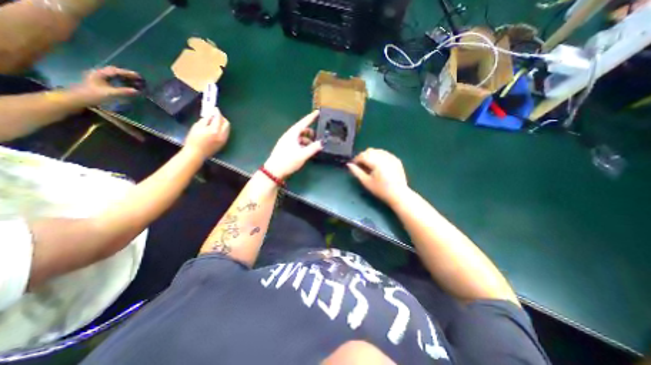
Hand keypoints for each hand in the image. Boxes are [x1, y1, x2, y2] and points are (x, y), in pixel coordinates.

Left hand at [69, 65, 140, 105]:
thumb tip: (137, 91)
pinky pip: (111, 77)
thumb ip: (123, 91)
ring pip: (112, 74)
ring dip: (123, 76)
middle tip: (137, 78)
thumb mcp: (109, 93)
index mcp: (99, 73)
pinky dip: (119, 79)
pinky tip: (124, 83)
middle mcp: (98, 72)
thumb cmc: (93, 95)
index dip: (128, 73)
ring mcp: (97, 76)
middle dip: (126, 74)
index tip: (139, 76)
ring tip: (133, 80)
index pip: (116, 71)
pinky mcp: (98, 81)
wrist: (78, 98)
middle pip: (114, 70)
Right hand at [183, 111, 231, 157]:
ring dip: (223, 123)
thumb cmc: (194, 139)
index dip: (217, 112)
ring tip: (215, 121)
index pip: (218, 118)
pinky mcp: (223, 142)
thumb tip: (211, 114)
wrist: (197, 153)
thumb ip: (206, 120)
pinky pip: (226, 133)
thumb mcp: (197, 127)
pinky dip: (223, 128)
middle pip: (226, 123)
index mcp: (215, 130)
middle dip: (222, 117)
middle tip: (215, 115)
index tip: (214, 108)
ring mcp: (224, 139)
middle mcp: (222, 134)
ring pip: (227, 128)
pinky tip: (216, 128)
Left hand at [264, 109, 322, 178]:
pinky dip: (302, 145)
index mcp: (292, 134)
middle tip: (317, 136)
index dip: (311, 117)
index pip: (303, 122)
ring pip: (299, 137)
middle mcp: (289, 136)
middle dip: (310, 132)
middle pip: (301, 130)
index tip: (318, 112)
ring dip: (307, 140)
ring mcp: (286, 142)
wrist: (274, 171)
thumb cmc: (288, 161)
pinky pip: (296, 143)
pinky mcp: (285, 148)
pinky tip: (306, 151)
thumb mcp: (302, 155)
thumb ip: (313, 148)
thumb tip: (322, 142)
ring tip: (313, 147)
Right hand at [349, 148, 408, 205]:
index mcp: (377, 162)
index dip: (356, 159)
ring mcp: (391, 157)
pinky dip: (379, 156)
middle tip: (361, 166)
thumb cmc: (381, 190)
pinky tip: (378, 165)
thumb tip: (349, 164)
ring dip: (371, 155)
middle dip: (363, 156)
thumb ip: (356, 172)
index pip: (363, 155)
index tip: (353, 165)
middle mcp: (384, 157)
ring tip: (369, 165)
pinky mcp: (396, 159)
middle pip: (370, 151)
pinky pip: (384, 153)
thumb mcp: (366, 182)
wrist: (398, 195)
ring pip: (377, 151)